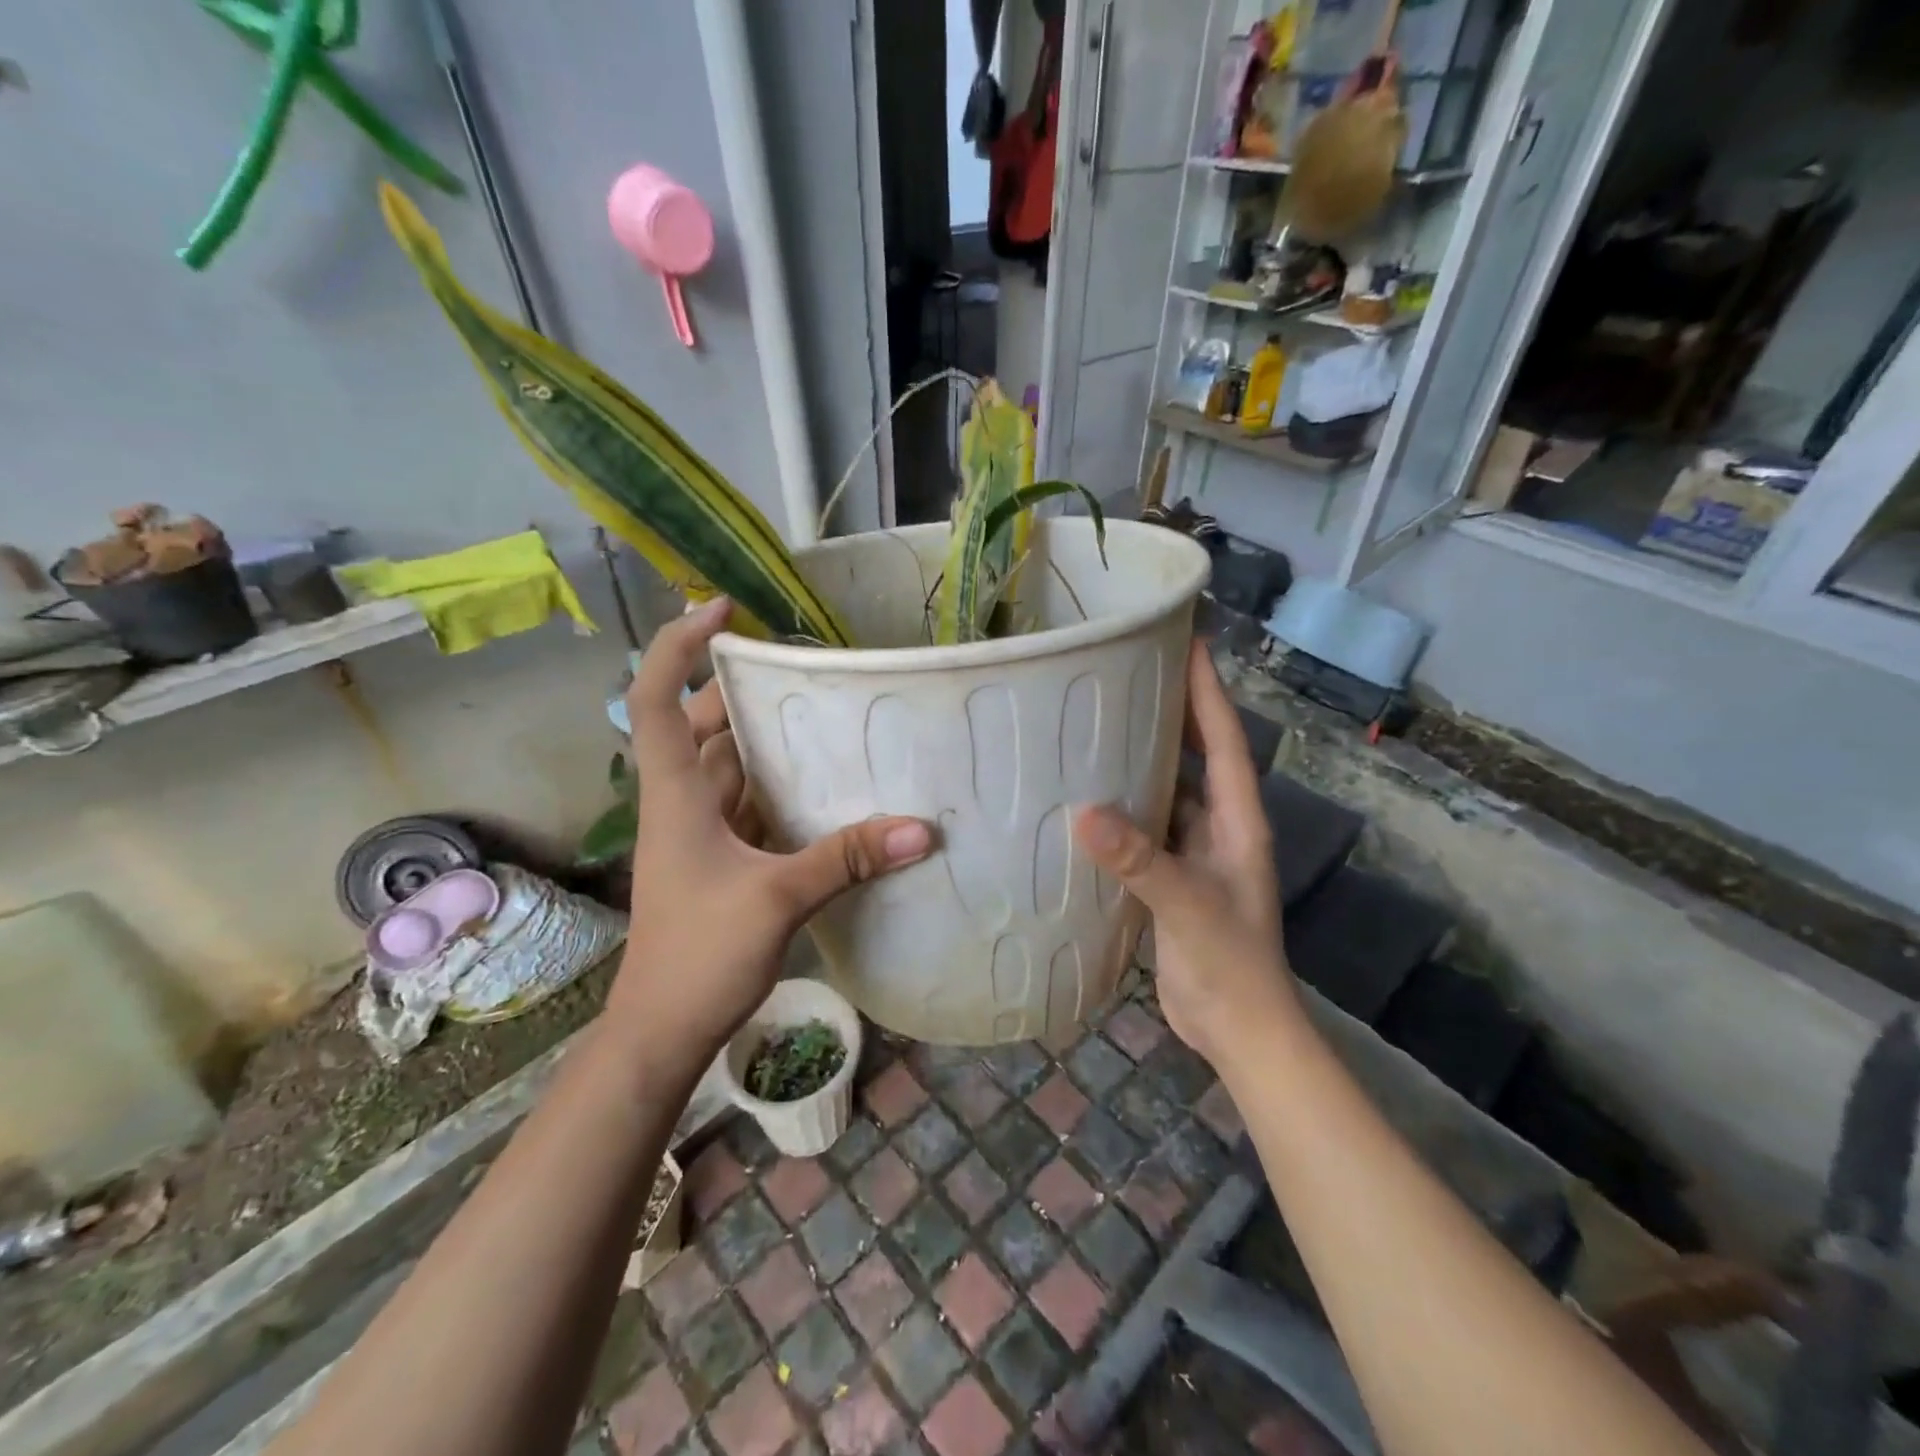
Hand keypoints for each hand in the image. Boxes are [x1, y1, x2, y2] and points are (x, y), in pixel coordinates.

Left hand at [609, 598, 932, 1056]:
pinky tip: (824, 784)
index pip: (654, 699)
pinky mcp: (720, 860)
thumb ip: (847, 858)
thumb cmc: (699, 956)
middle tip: (803, 669)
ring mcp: (699, 833)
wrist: (662, 1031)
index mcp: (674, 795)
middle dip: (743, 690)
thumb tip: (922, 828)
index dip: (677, 647)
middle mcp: (682, 803)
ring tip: (823, 713)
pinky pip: (749, 804)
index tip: (722, 611)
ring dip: (765, 739)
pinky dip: (779, 786)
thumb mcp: (778, 898)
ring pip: (728, 765)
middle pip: (700, 725)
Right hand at [1071, 644, 1297, 1065]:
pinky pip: (1145, 828)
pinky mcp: (1169, 879)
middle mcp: (1218, 827)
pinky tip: (1086, 798)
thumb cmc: (1230, 964)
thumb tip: (1083, 812)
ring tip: (1097, 725)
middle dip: (1172, 713)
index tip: (1187, 642)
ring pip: (1167, 791)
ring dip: (1141, 760)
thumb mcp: (1188, 906)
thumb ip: (1141, 860)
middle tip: (1129, 674)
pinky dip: (1121, 809)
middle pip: (1196, 756)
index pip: (1224, 741)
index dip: (1207, 692)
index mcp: (1237, 821)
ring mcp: (1194, 853)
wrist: (1238, 1030)